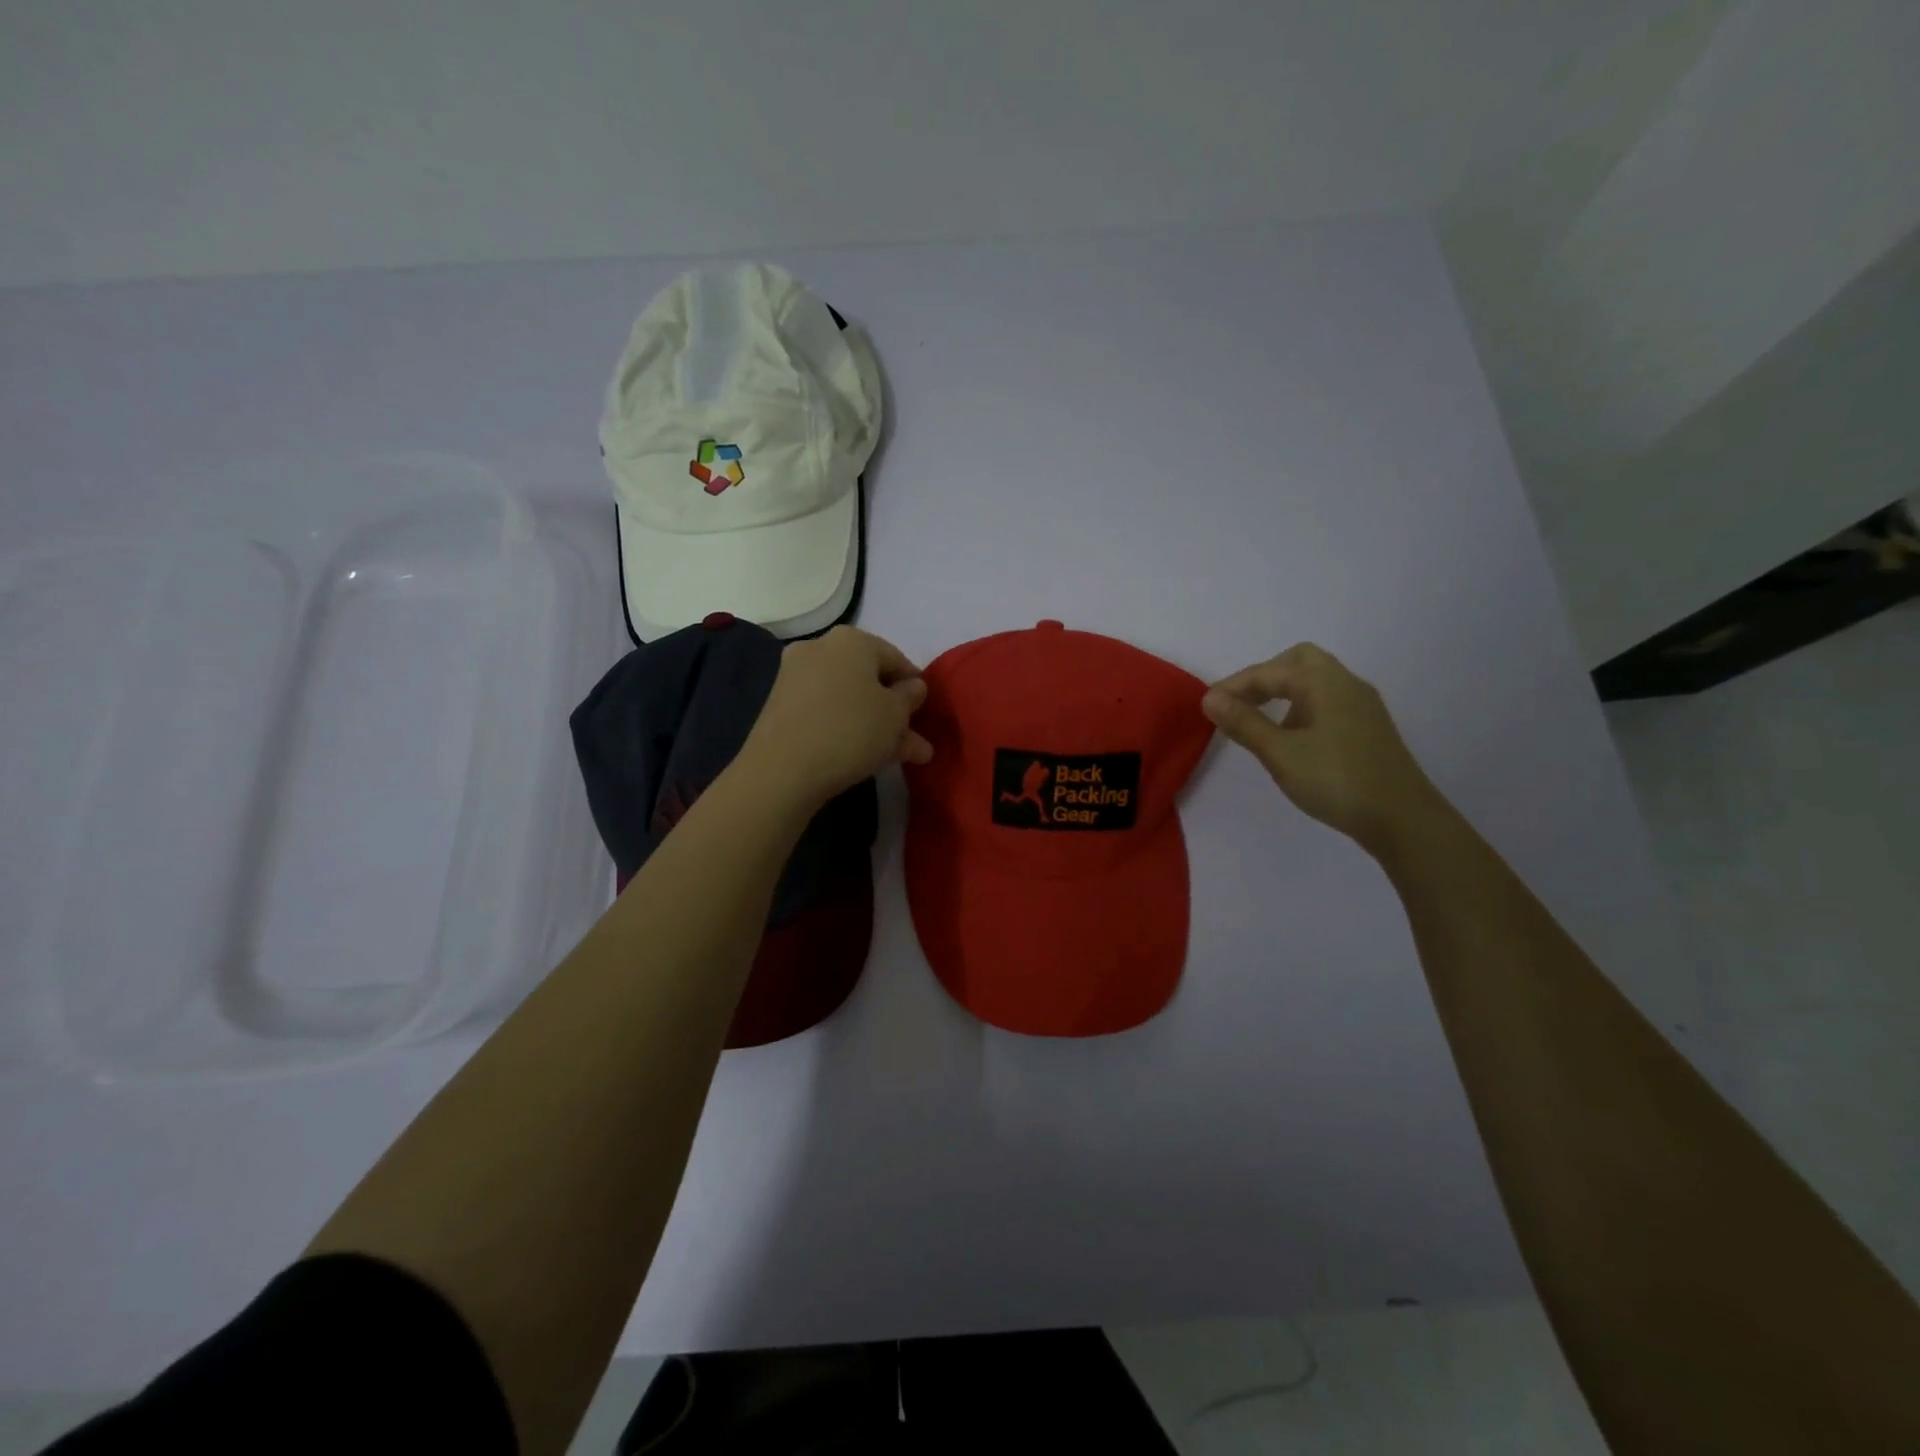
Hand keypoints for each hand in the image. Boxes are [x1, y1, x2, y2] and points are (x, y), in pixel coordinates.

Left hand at [737, 626, 932, 807]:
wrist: (783, 769)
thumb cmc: (851, 730)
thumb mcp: (896, 715)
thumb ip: (910, 697)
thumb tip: (912, 686)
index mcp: (852, 640)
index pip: (896, 657)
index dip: (915, 685)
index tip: (925, 711)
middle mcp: (821, 649)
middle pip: (870, 680)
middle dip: (895, 711)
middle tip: (916, 740)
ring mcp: (796, 677)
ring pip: (850, 699)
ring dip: (876, 725)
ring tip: (901, 757)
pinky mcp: (782, 706)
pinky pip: (827, 712)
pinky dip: (848, 728)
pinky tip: (867, 755)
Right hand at [1201, 643, 1442, 854]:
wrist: (1402, 819)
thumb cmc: (1336, 780)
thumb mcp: (1280, 753)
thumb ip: (1244, 723)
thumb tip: (1209, 698)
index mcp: (1324, 683)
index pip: (1269, 671)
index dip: (1234, 686)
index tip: (1206, 707)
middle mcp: (1346, 685)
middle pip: (1299, 662)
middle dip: (1264, 677)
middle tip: (1239, 703)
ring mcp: (1362, 707)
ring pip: (1315, 683)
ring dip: (1283, 694)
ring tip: (1260, 724)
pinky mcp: (1368, 729)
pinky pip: (1327, 702)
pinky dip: (1301, 709)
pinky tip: (1292, 739)